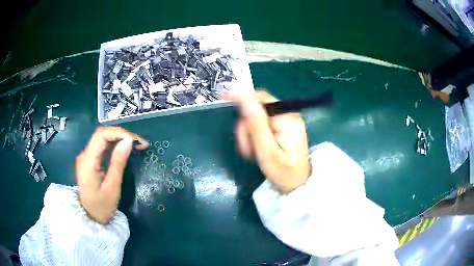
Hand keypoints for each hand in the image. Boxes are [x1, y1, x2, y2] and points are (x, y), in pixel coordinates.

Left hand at [76, 127, 148, 223]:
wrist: (90, 217)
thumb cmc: (101, 206)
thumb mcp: (112, 187)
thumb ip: (118, 163)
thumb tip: (128, 141)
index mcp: (88, 160)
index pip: (102, 135)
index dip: (120, 133)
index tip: (136, 141)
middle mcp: (85, 154)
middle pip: (102, 134)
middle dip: (122, 135)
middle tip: (140, 143)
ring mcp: (86, 157)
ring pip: (103, 139)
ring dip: (120, 139)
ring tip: (136, 145)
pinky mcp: (90, 161)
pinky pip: (102, 147)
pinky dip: (115, 145)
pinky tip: (124, 150)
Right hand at [223, 91, 310, 193]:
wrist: (297, 184)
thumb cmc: (283, 172)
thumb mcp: (266, 152)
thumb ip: (256, 125)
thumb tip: (245, 99)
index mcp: (287, 119)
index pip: (261, 98)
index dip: (241, 96)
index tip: (223, 97)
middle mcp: (289, 114)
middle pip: (257, 108)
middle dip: (246, 126)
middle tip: (246, 147)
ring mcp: (287, 120)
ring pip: (257, 116)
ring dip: (249, 132)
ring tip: (252, 152)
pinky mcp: (284, 126)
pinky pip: (262, 123)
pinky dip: (255, 134)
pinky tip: (256, 147)